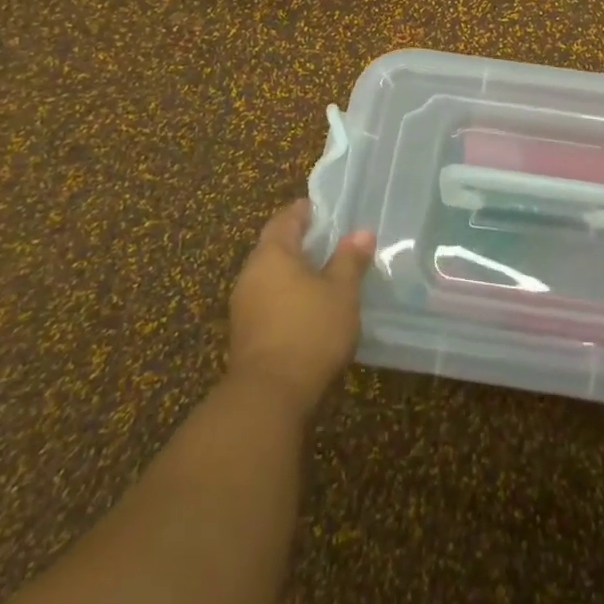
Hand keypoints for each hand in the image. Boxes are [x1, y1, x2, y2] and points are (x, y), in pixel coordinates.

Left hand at [227, 199, 374, 415]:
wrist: (269, 396)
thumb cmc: (309, 330)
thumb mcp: (341, 291)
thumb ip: (349, 259)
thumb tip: (361, 232)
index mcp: (272, 254)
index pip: (285, 219)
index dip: (303, 210)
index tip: (321, 207)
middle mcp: (251, 274)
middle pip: (274, 246)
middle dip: (298, 240)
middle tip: (326, 237)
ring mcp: (243, 306)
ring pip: (270, 275)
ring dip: (292, 270)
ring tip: (321, 271)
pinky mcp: (245, 334)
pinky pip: (268, 299)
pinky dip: (286, 294)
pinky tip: (307, 305)